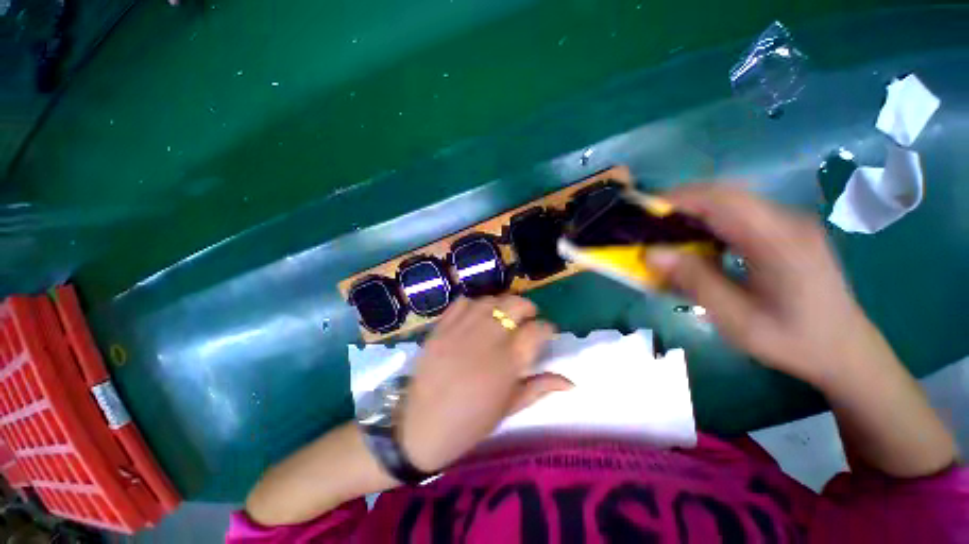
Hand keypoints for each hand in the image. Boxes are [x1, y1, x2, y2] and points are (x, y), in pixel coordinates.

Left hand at [399, 296, 569, 472]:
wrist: (421, 427)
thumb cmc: (471, 422)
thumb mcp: (509, 408)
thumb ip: (540, 387)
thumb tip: (571, 381)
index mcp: (508, 362)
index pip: (538, 330)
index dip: (547, 328)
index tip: (546, 333)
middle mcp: (488, 339)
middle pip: (515, 305)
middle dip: (527, 308)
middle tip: (527, 319)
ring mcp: (461, 330)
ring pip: (490, 300)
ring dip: (502, 304)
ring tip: (503, 316)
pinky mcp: (441, 327)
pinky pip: (463, 302)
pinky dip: (475, 304)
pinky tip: (477, 316)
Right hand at [648, 184, 885, 387]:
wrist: (844, 351)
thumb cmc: (792, 340)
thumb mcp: (737, 319)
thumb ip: (694, 281)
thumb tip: (651, 253)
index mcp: (779, 240)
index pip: (721, 200)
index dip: (677, 199)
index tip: (641, 211)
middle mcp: (787, 221)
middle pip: (725, 194)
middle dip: (680, 203)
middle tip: (647, 224)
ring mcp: (789, 223)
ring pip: (731, 201)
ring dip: (693, 211)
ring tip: (664, 232)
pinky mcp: (786, 231)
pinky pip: (739, 214)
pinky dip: (709, 221)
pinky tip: (697, 241)